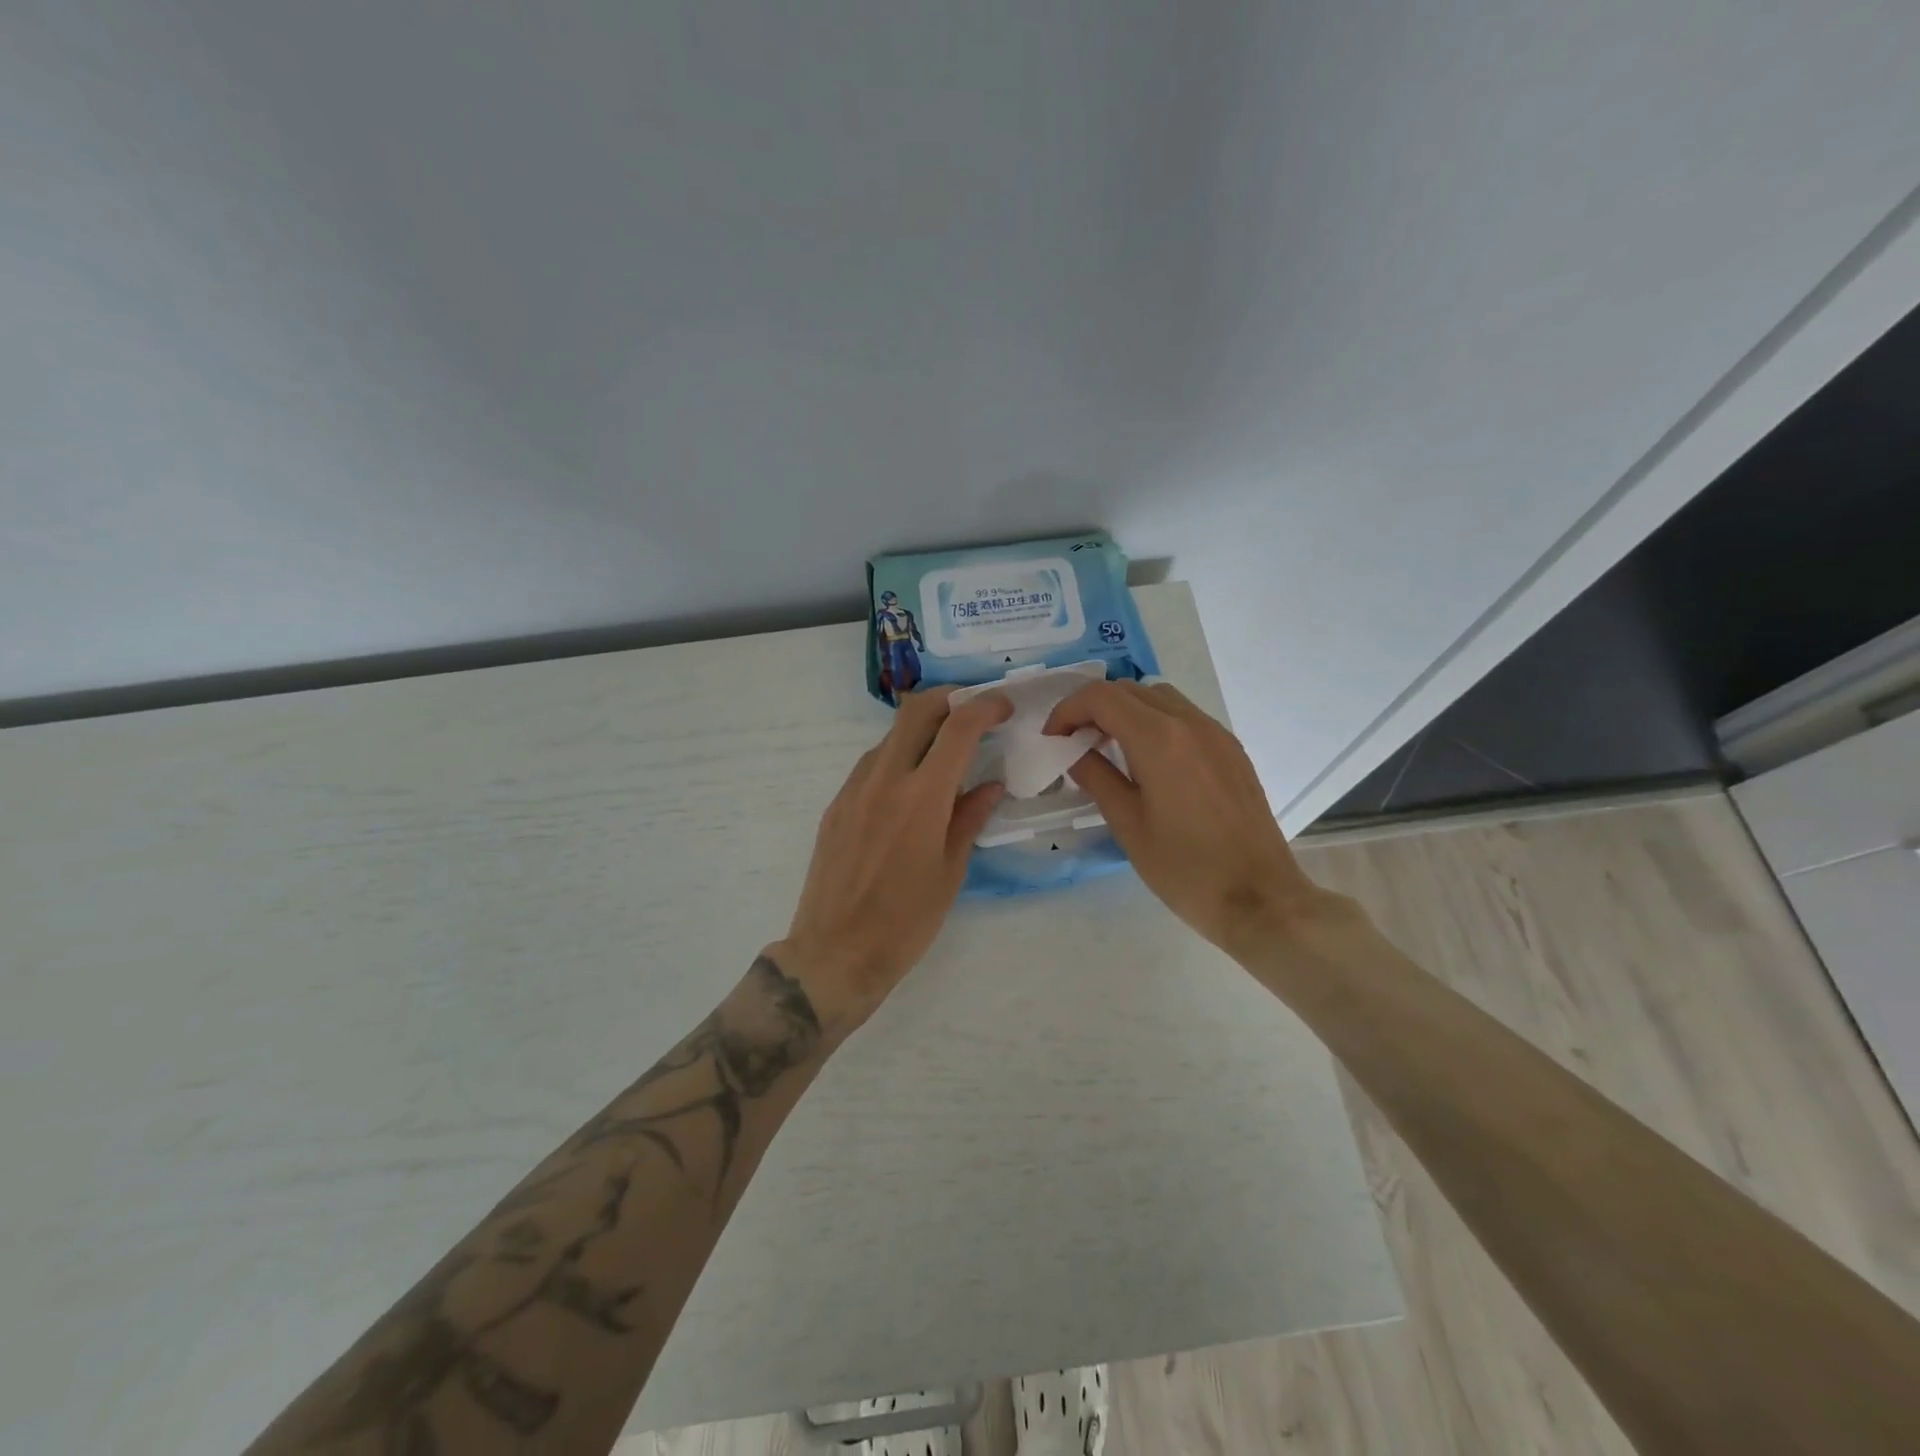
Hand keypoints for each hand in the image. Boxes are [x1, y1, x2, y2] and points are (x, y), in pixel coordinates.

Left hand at [773, 686, 1011, 1037]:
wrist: (836, 952)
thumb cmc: (906, 921)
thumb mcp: (951, 871)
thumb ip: (970, 819)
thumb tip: (989, 786)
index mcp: (922, 797)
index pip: (958, 728)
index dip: (985, 707)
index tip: (1002, 707)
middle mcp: (884, 780)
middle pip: (915, 711)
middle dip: (948, 699)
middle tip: (971, 710)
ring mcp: (854, 790)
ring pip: (890, 737)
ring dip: (920, 730)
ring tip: (943, 753)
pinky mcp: (836, 805)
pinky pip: (870, 765)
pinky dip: (896, 759)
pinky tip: (908, 786)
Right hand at [1044, 680, 1331, 955]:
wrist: (1259, 898)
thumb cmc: (1185, 869)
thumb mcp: (1128, 825)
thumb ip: (1096, 777)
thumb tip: (1073, 752)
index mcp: (1159, 739)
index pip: (1101, 698)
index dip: (1067, 710)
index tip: (1052, 738)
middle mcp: (1190, 723)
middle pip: (1130, 690)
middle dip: (1093, 708)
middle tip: (1073, 742)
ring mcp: (1216, 734)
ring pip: (1159, 698)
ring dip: (1126, 711)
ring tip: (1108, 747)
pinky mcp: (1232, 750)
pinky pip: (1185, 717)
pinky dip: (1155, 722)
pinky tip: (1147, 760)